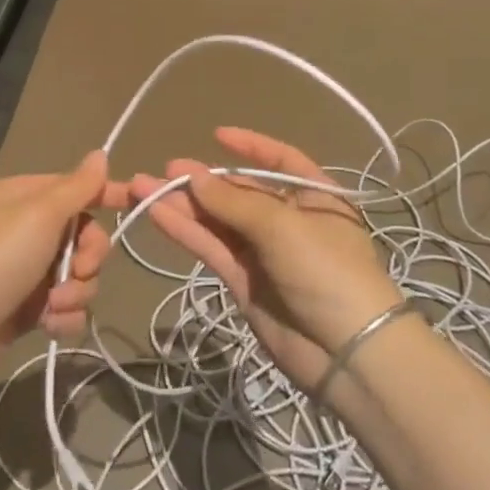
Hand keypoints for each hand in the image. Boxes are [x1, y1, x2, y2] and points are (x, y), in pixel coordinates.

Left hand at [0, 150, 128, 393]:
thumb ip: (77, 187)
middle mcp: (27, 230)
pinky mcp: (26, 309)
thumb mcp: (40, 215)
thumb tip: (100, 153)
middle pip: (85, 236)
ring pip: (79, 276)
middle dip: (90, 257)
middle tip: (79, 271)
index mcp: (27, 197)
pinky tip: (49, 326)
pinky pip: (65, 307)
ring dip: (76, 293)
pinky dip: (63, 317)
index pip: (78, 188)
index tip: (137, 205)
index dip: (108, 195)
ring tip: (53, 305)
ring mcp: (26, 271)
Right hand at [132, 127, 402, 393]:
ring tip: (143, 188)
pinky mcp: (244, 283)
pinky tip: (157, 214)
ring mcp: (265, 254)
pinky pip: (212, 249)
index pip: (281, 161)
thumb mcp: (283, 226)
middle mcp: (289, 221)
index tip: (216, 135)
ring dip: (184, 205)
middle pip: (240, 194)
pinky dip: (185, 232)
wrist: (347, 354)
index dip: (250, 147)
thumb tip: (194, 176)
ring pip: (219, 222)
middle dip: (204, 181)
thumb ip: (233, 202)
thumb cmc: (327, 270)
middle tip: (165, 170)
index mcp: (316, 197)